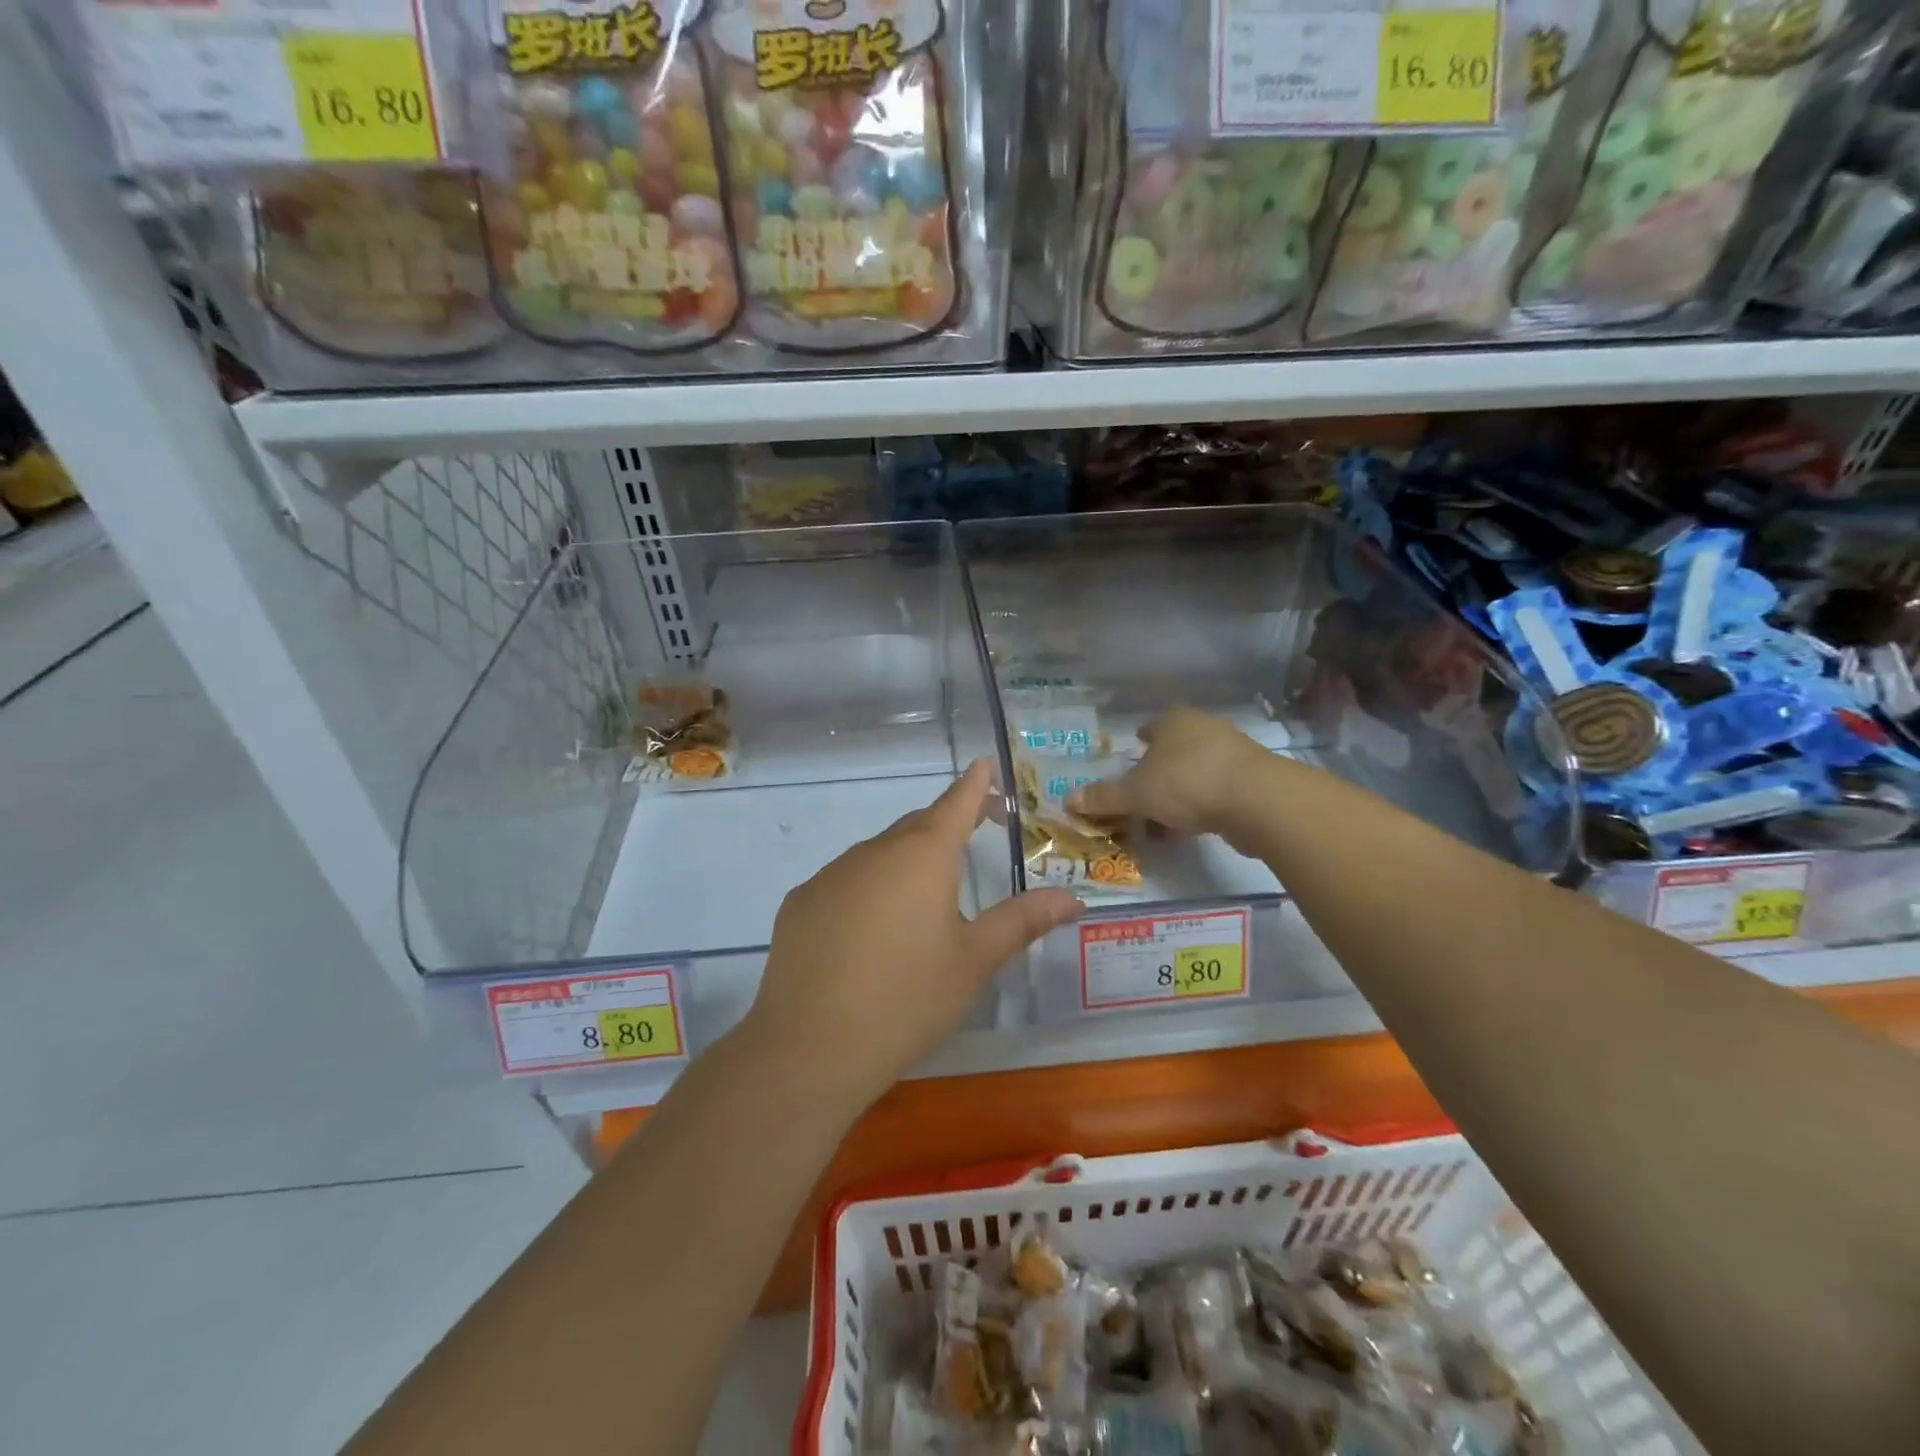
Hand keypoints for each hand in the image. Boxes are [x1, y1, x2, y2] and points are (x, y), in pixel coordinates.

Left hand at [745, 760, 1081, 1108]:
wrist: (810, 1047)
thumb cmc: (907, 1000)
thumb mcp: (974, 962)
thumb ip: (1022, 921)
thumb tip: (1071, 897)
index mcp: (922, 857)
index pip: (955, 803)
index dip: (974, 784)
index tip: (985, 765)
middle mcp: (874, 852)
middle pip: (917, 826)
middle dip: (947, 823)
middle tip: (974, 832)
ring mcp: (830, 875)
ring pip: (879, 854)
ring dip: (905, 861)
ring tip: (923, 900)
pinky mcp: (800, 903)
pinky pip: (845, 881)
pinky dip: (868, 889)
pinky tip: (870, 932)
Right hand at [1067, 707, 1272, 844]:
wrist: (1259, 801)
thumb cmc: (1188, 783)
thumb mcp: (1137, 794)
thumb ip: (1104, 797)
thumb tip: (1068, 800)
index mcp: (1175, 721)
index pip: (1152, 726)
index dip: (1139, 740)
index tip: (1131, 754)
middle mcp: (1204, 729)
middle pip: (1175, 748)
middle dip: (1158, 769)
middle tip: (1141, 791)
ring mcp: (1233, 753)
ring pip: (1196, 771)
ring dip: (1179, 791)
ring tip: (1161, 817)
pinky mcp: (1253, 780)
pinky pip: (1216, 791)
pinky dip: (1201, 806)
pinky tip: (1190, 828)